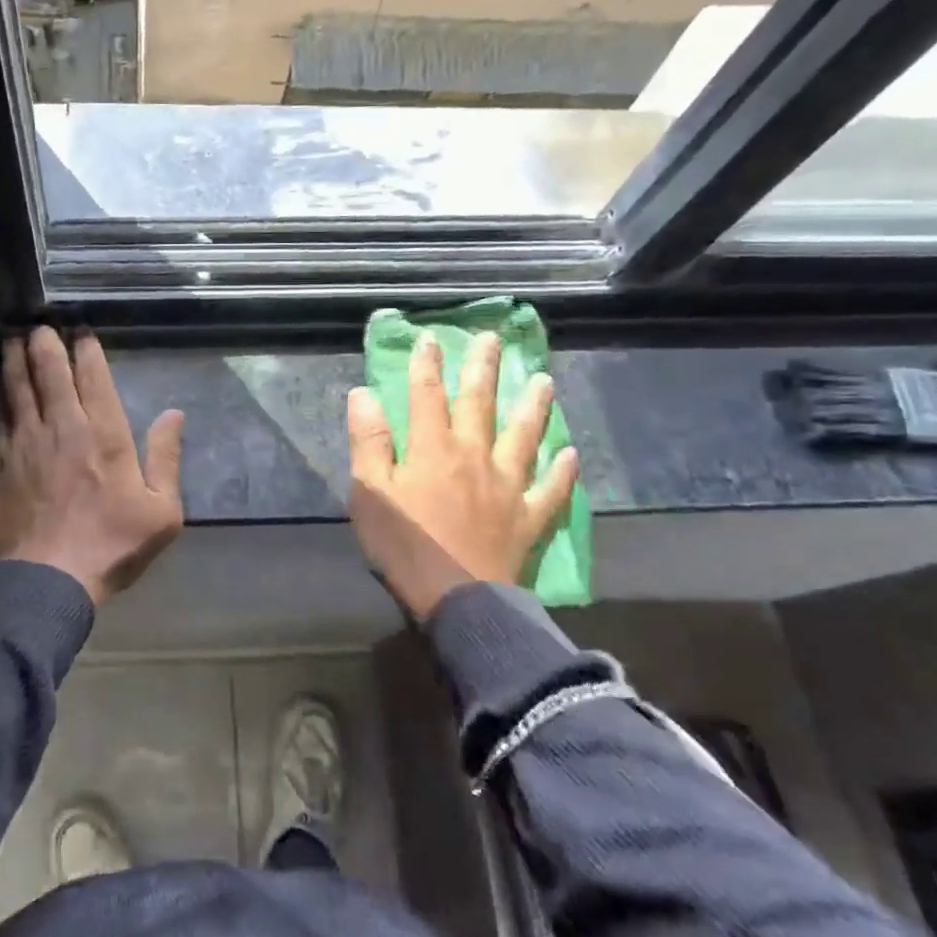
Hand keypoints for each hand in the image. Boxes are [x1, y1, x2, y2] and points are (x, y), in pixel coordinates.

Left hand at [0, 327, 184, 605]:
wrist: (48, 578)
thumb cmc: (112, 544)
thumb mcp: (161, 511)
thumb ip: (166, 458)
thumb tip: (175, 414)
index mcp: (104, 434)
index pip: (93, 377)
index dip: (86, 349)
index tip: (80, 331)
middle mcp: (62, 427)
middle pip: (48, 371)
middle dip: (44, 343)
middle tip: (40, 325)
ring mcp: (25, 442)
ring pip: (18, 388)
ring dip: (16, 359)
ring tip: (13, 339)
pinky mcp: (0, 462)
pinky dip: (0, 396)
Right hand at [347, 331, 578, 619]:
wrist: (458, 599)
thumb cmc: (405, 546)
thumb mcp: (370, 493)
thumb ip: (369, 441)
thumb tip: (365, 394)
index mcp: (432, 448)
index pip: (427, 395)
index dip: (427, 364)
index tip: (430, 338)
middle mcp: (474, 455)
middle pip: (480, 404)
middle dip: (483, 368)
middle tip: (494, 339)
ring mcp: (507, 485)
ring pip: (523, 436)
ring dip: (533, 406)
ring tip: (543, 380)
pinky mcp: (527, 516)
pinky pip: (550, 489)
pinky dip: (561, 471)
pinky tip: (571, 455)